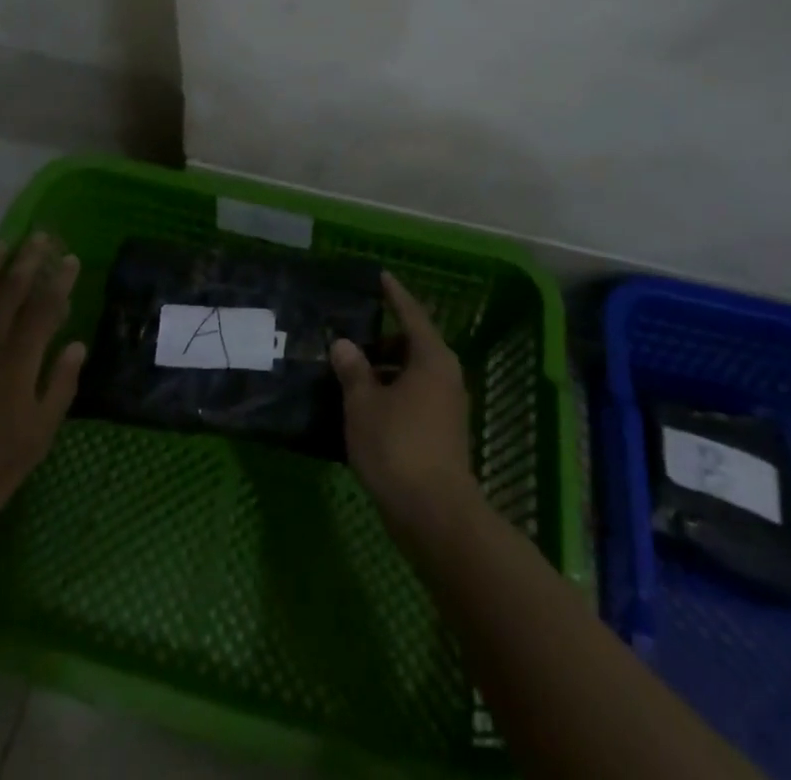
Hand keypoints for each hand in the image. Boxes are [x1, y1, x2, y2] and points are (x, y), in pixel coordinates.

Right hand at [330, 272, 479, 539]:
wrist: (434, 514)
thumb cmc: (397, 447)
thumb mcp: (364, 403)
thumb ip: (353, 369)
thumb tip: (344, 344)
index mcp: (430, 359)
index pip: (411, 314)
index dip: (394, 295)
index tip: (381, 276)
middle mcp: (445, 376)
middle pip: (412, 344)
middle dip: (382, 338)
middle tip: (350, 335)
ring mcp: (446, 406)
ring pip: (412, 373)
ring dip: (384, 369)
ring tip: (350, 372)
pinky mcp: (442, 433)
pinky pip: (414, 397)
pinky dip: (391, 392)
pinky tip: (364, 406)